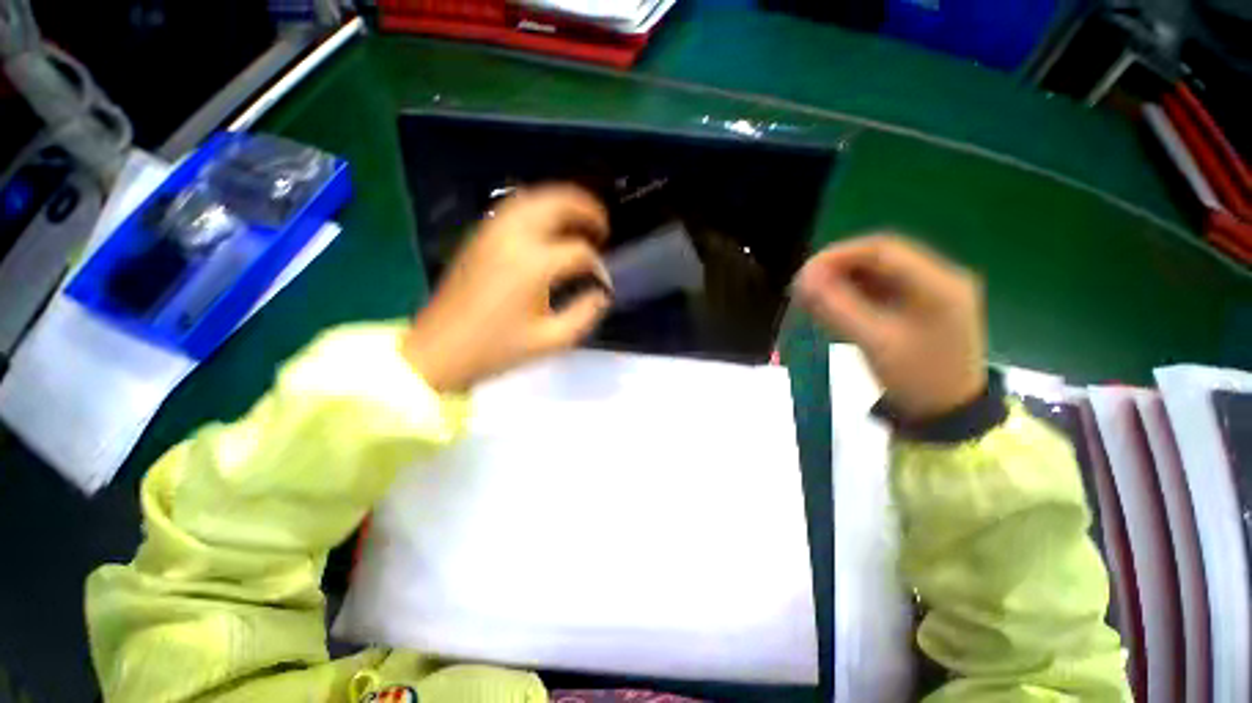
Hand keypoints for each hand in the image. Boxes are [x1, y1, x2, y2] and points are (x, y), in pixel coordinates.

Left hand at [402, 185, 611, 391]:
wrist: (440, 350)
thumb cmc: (497, 349)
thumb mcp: (551, 340)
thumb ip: (585, 314)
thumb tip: (601, 293)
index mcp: (534, 265)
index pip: (579, 252)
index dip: (598, 266)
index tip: (603, 284)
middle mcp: (514, 238)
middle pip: (556, 203)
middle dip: (586, 209)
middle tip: (603, 226)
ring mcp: (492, 232)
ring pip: (533, 198)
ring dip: (562, 202)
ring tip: (581, 217)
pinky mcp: (479, 236)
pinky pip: (515, 208)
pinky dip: (539, 207)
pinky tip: (549, 224)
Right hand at [795, 235, 986, 419]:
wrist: (948, 414)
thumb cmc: (915, 379)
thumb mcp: (873, 342)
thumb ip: (836, 307)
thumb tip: (802, 280)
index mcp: (939, 284)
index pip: (882, 250)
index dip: (839, 255)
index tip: (805, 272)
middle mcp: (940, 279)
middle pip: (881, 258)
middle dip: (838, 268)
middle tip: (805, 286)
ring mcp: (933, 292)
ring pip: (879, 273)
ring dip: (844, 280)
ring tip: (813, 297)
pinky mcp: (922, 307)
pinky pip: (883, 290)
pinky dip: (855, 294)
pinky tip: (834, 306)